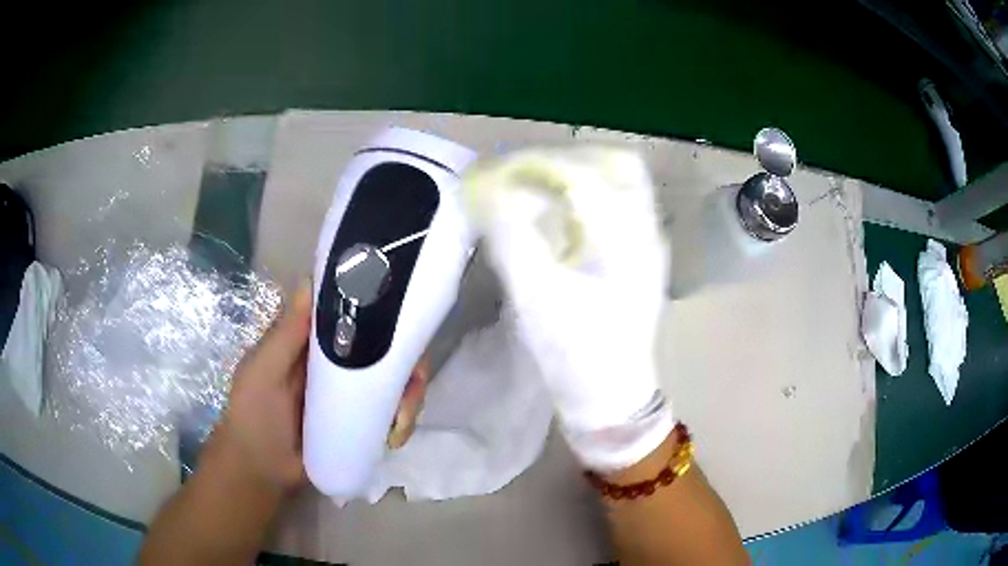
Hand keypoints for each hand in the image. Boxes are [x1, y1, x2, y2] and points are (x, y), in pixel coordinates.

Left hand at [211, 283, 430, 493]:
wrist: (261, 470)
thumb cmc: (254, 415)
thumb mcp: (263, 371)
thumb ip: (285, 334)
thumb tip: (310, 280)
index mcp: (316, 343)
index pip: (357, 316)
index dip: (385, 315)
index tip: (405, 325)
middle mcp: (341, 362)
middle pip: (389, 350)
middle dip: (409, 366)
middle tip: (410, 389)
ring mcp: (354, 394)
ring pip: (397, 382)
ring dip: (410, 399)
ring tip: (399, 425)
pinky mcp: (362, 423)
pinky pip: (393, 414)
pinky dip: (404, 422)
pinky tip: (395, 438)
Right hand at [466, 147, 673, 471]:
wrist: (611, 397)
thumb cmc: (577, 353)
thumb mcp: (536, 298)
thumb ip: (511, 238)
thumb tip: (485, 192)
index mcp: (628, 238)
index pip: (587, 172)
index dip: (537, 163)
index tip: (500, 174)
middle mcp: (646, 231)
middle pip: (616, 164)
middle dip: (565, 160)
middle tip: (524, 174)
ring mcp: (647, 243)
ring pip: (619, 183)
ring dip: (576, 176)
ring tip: (536, 190)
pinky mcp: (638, 257)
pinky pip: (616, 207)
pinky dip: (584, 199)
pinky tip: (557, 217)